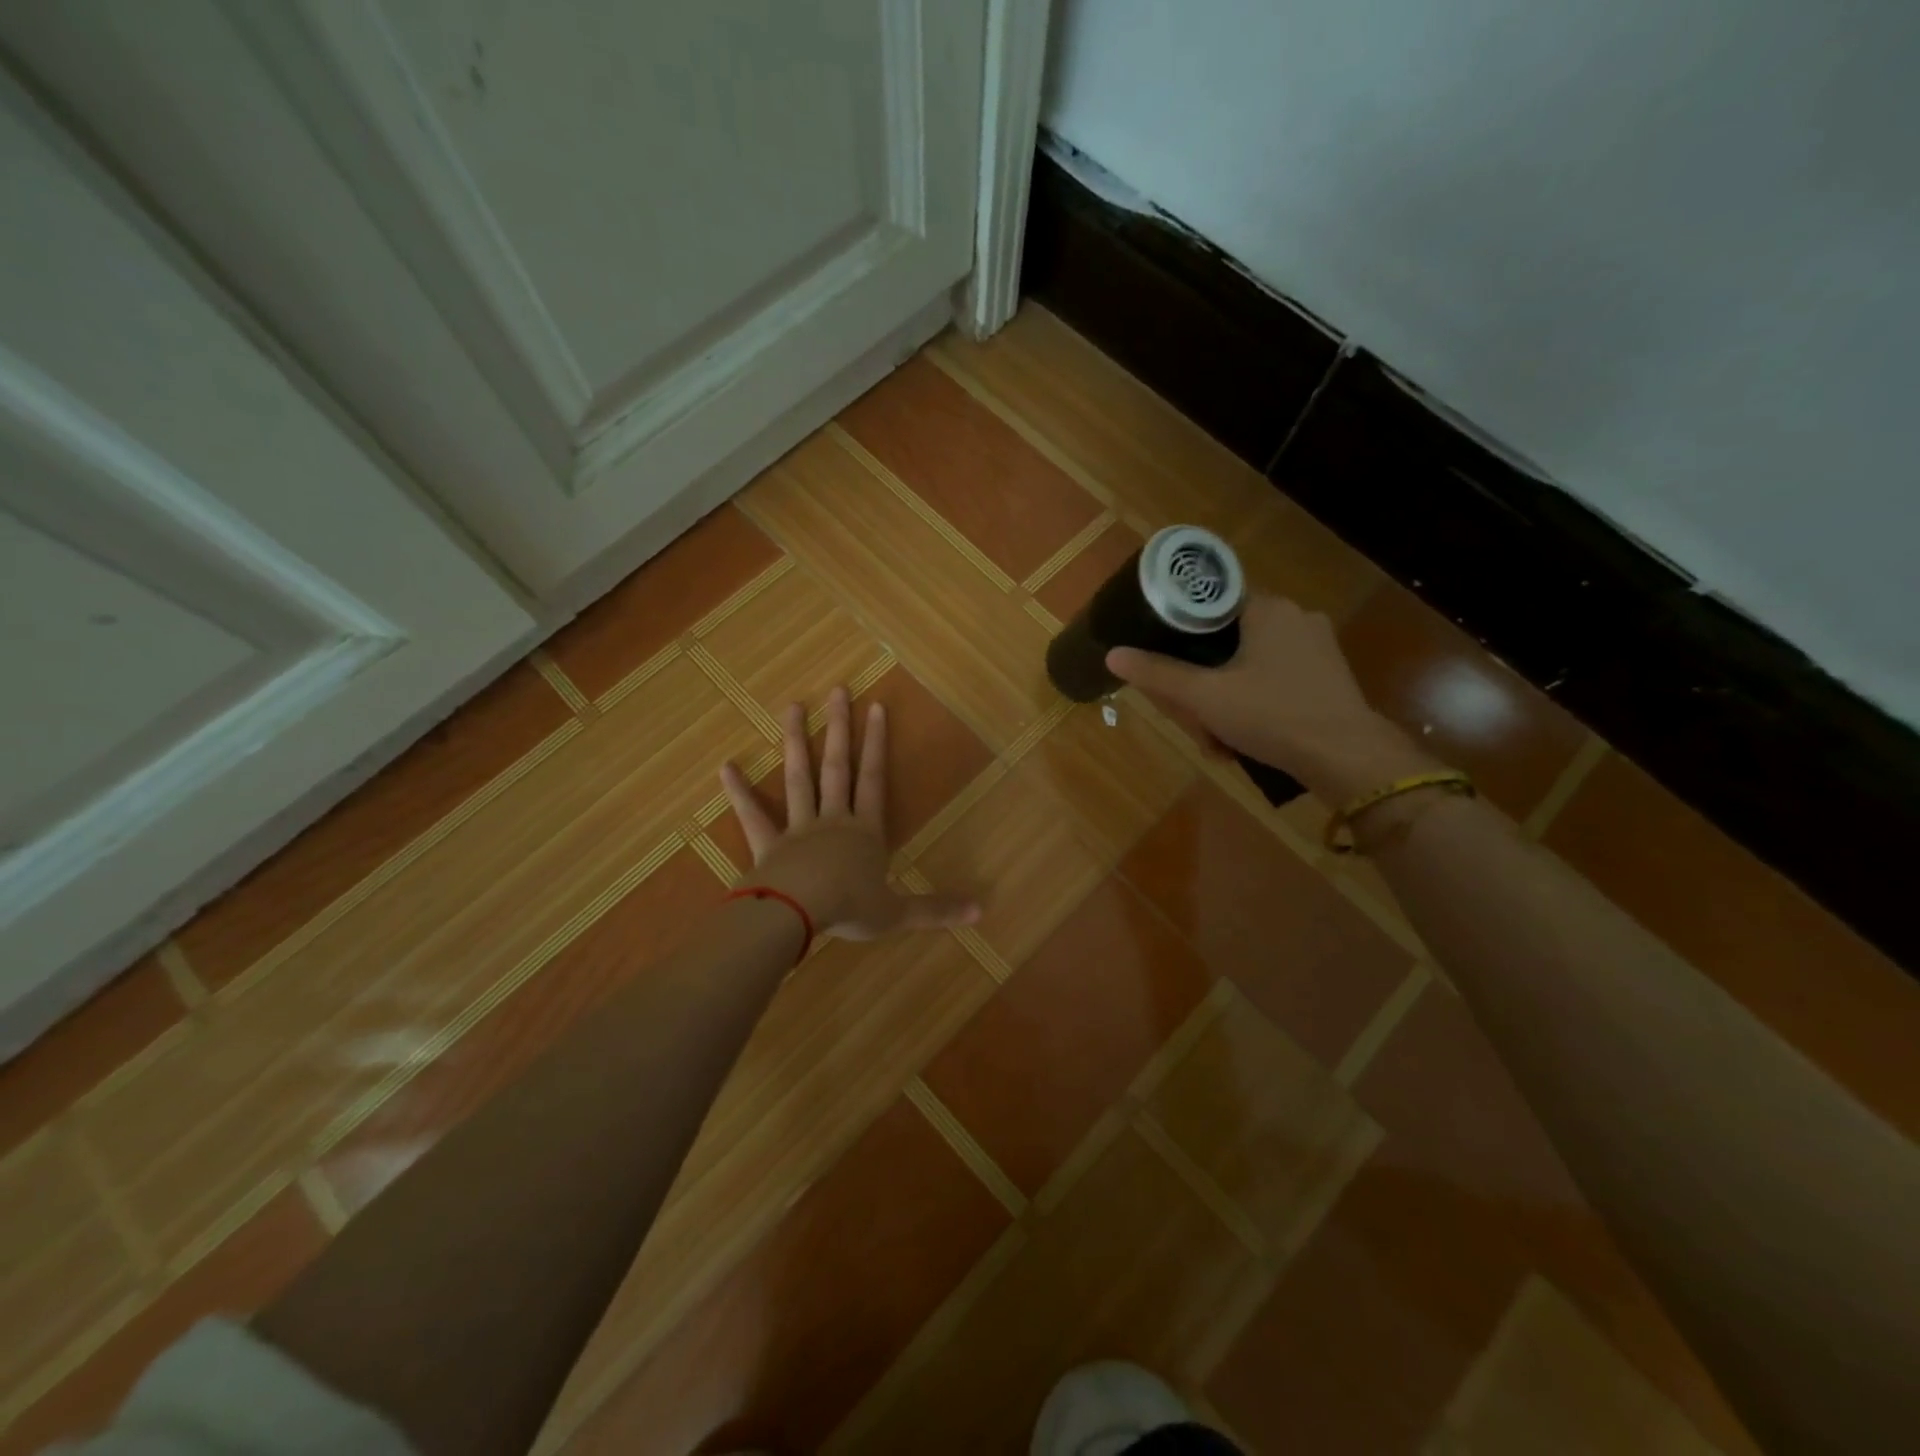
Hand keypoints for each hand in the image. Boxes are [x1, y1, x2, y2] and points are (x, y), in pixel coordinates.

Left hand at [719, 686, 979, 940]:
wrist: (796, 915)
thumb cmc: (850, 910)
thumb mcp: (897, 913)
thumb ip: (935, 909)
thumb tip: (982, 910)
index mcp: (865, 833)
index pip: (874, 780)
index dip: (877, 745)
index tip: (877, 707)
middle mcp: (833, 820)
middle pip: (837, 767)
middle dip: (840, 728)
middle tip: (837, 690)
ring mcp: (797, 829)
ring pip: (798, 778)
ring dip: (796, 742)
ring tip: (793, 707)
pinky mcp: (767, 845)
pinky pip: (752, 815)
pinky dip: (740, 791)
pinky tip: (726, 766)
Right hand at [1106, 594, 1434, 802]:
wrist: (1346, 757)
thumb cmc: (1272, 715)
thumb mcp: (1205, 697)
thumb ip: (1158, 674)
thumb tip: (1113, 654)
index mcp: (1267, 608)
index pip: (1210, 605)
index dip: (1181, 634)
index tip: (1168, 665)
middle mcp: (1296, 617)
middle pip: (1227, 640)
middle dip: (1203, 682)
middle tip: (1194, 718)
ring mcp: (1317, 647)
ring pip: (1250, 664)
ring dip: (1226, 699)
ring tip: (1218, 739)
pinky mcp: (1328, 675)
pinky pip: (1276, 680)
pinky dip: (1255, 705)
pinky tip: (1247, 738)